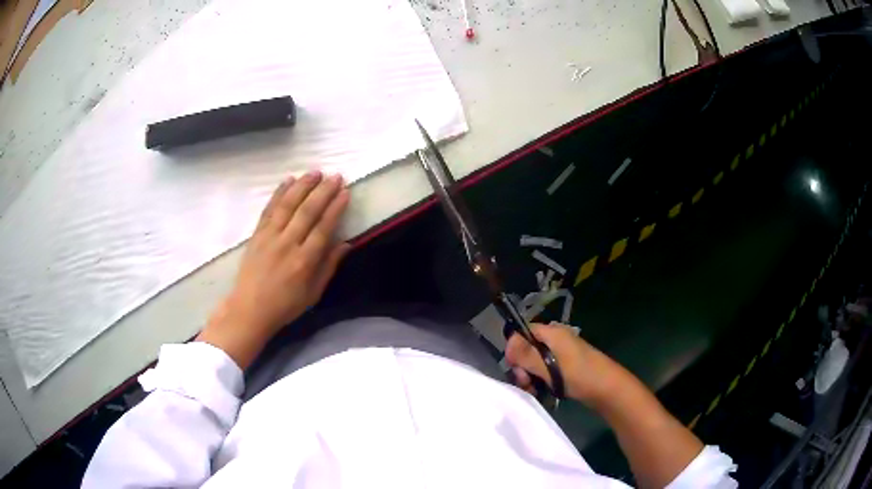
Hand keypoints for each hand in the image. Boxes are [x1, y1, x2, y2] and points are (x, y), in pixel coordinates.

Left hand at [198, 171, 350, 368]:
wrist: (249, 309)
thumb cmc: (285, 305)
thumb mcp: (313, 293)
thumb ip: (329, 266)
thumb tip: (346, 243)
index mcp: (304, 261)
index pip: (323, 228)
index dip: (335, 208)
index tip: (345, 192)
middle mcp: (287, 244)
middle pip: (307, 211)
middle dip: (323, 191)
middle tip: (335, 176)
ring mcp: (269, 237)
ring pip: (288, 205)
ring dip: (303, 186)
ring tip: (315, 172)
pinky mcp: (257, 234)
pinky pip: (269, 209)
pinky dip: (279, 193)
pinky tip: (289, 180)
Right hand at [505, 323, 632, 405]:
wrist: (607, 388)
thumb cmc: (579, 374)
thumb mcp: (549, 366)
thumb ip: (526, 356)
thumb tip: (507, 345)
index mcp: (552, 333)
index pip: (523, 332)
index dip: (514, 349)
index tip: (514, 368)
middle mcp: (555, 339)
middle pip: (527, 348)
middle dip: (522, 366)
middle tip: (525, 384)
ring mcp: (561, 353)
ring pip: (534, 362)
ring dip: (529, 376)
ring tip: (533, 390)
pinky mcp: (565, 366)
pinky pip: (545, 370)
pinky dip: (540, 380)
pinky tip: (540, 391)